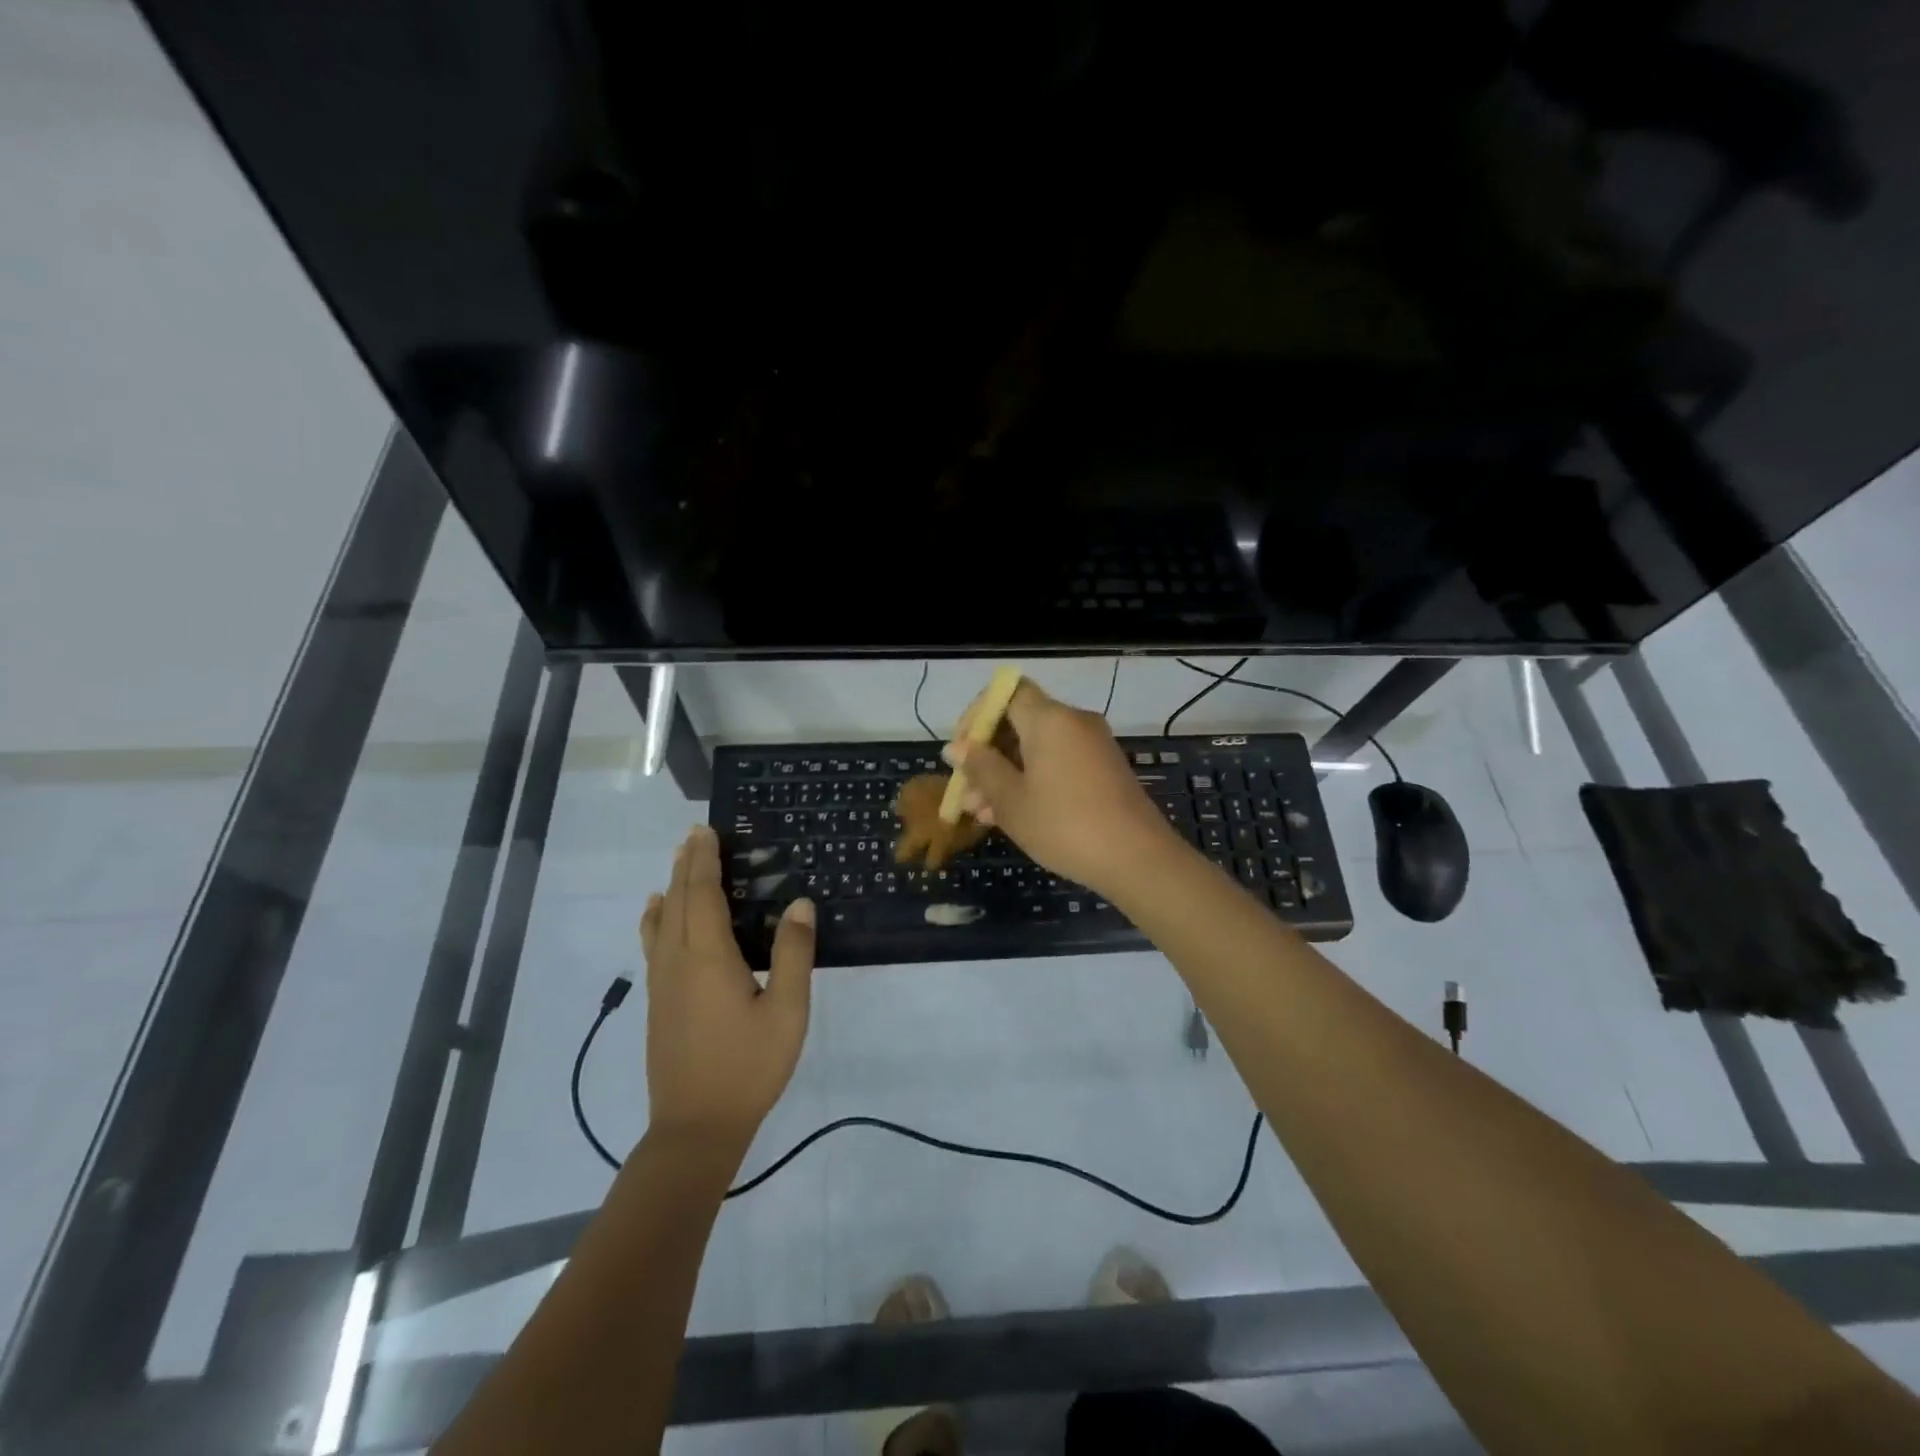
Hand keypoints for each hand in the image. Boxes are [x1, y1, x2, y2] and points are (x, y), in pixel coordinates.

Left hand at [639, 826, 814, 1149]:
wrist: (695, 1127)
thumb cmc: (748, 1066)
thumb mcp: (787, 1011)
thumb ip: (794, 954)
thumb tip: (800, 904)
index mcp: (708, 957)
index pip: (703, 894)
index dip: (704, 860)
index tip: (706, 831)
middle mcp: (678, 961)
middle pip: (678, 900)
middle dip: (686, 865)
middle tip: (695, 835)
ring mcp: (663, 983)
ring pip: (662, 921)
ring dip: (672, 887)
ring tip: (678, 862)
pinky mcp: (659, 1002)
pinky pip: (654, 943)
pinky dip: (656, 918)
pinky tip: (658, 915)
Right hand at [946, 679, 1184, 899]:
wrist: (1136, 858)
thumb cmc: (1064, 825)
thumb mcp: (1011, 800)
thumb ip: (981, 767)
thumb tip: (956, 747)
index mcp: (1050, 719)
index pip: (1006, 693)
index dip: (977, 716)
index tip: (961, 751)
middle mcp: (1074, 721)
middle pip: (1020, 722)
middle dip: (988, 755)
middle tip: (967, 793)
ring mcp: (1093, 745)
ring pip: (1037, 748)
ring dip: (1007, 773)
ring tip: (982, 814)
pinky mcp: (1104, 769)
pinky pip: (1058, 762)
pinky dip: (1033, 779)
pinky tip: (1013, 815)